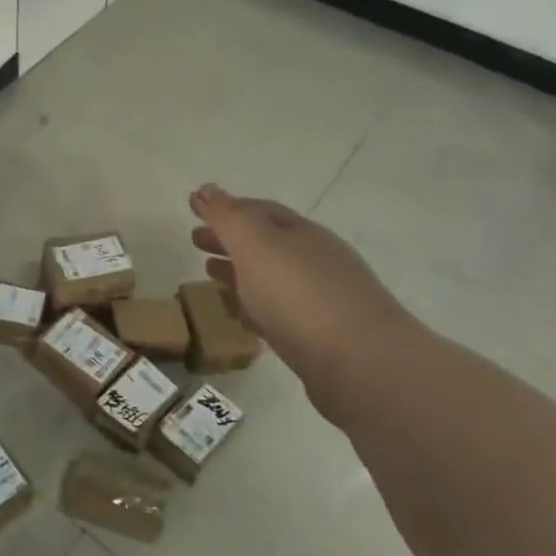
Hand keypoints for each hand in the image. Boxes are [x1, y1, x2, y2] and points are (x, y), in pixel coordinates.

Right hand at [189, 184, 413, 386]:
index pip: (259, 210)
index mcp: (301, 233)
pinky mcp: (320, 336)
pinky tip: (240, 314)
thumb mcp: (255, 245)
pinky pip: (278, 311)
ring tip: (210, 274)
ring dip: (239, 271)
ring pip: (271, 277)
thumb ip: (228, 217)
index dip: (226, 207)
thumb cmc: (299, 295)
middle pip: (265, 242)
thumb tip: (207, 189)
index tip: (196, 208)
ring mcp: (321, 299)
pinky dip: (254, 305)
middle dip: (230, 238)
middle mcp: (315, 260)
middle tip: (195, 241)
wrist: (361, 365)